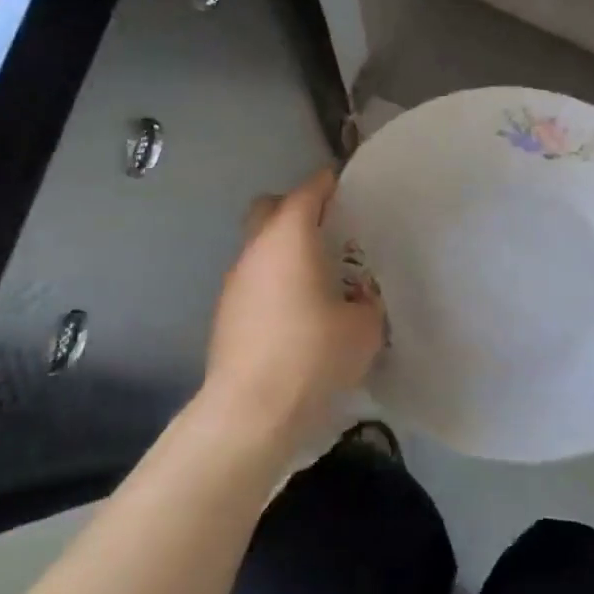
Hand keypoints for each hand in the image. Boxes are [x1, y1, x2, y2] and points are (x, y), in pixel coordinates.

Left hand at [203, 168, 384, 447]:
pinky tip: (295, 313)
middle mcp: (256, 249)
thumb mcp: (364, 328)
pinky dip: (273, 282)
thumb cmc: (313, 355)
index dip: (328, 184)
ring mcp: (235, 281)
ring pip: (258, 246)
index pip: (308, 191)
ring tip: (316, 277)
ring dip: (283, 250)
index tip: (347, 188)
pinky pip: (253, 280)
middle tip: (327, 230)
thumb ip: (367, 303)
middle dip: (296, 209)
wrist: (251, 409)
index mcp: (290, 238)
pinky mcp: (226, 312)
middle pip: (269, 208)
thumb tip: (358, 301)